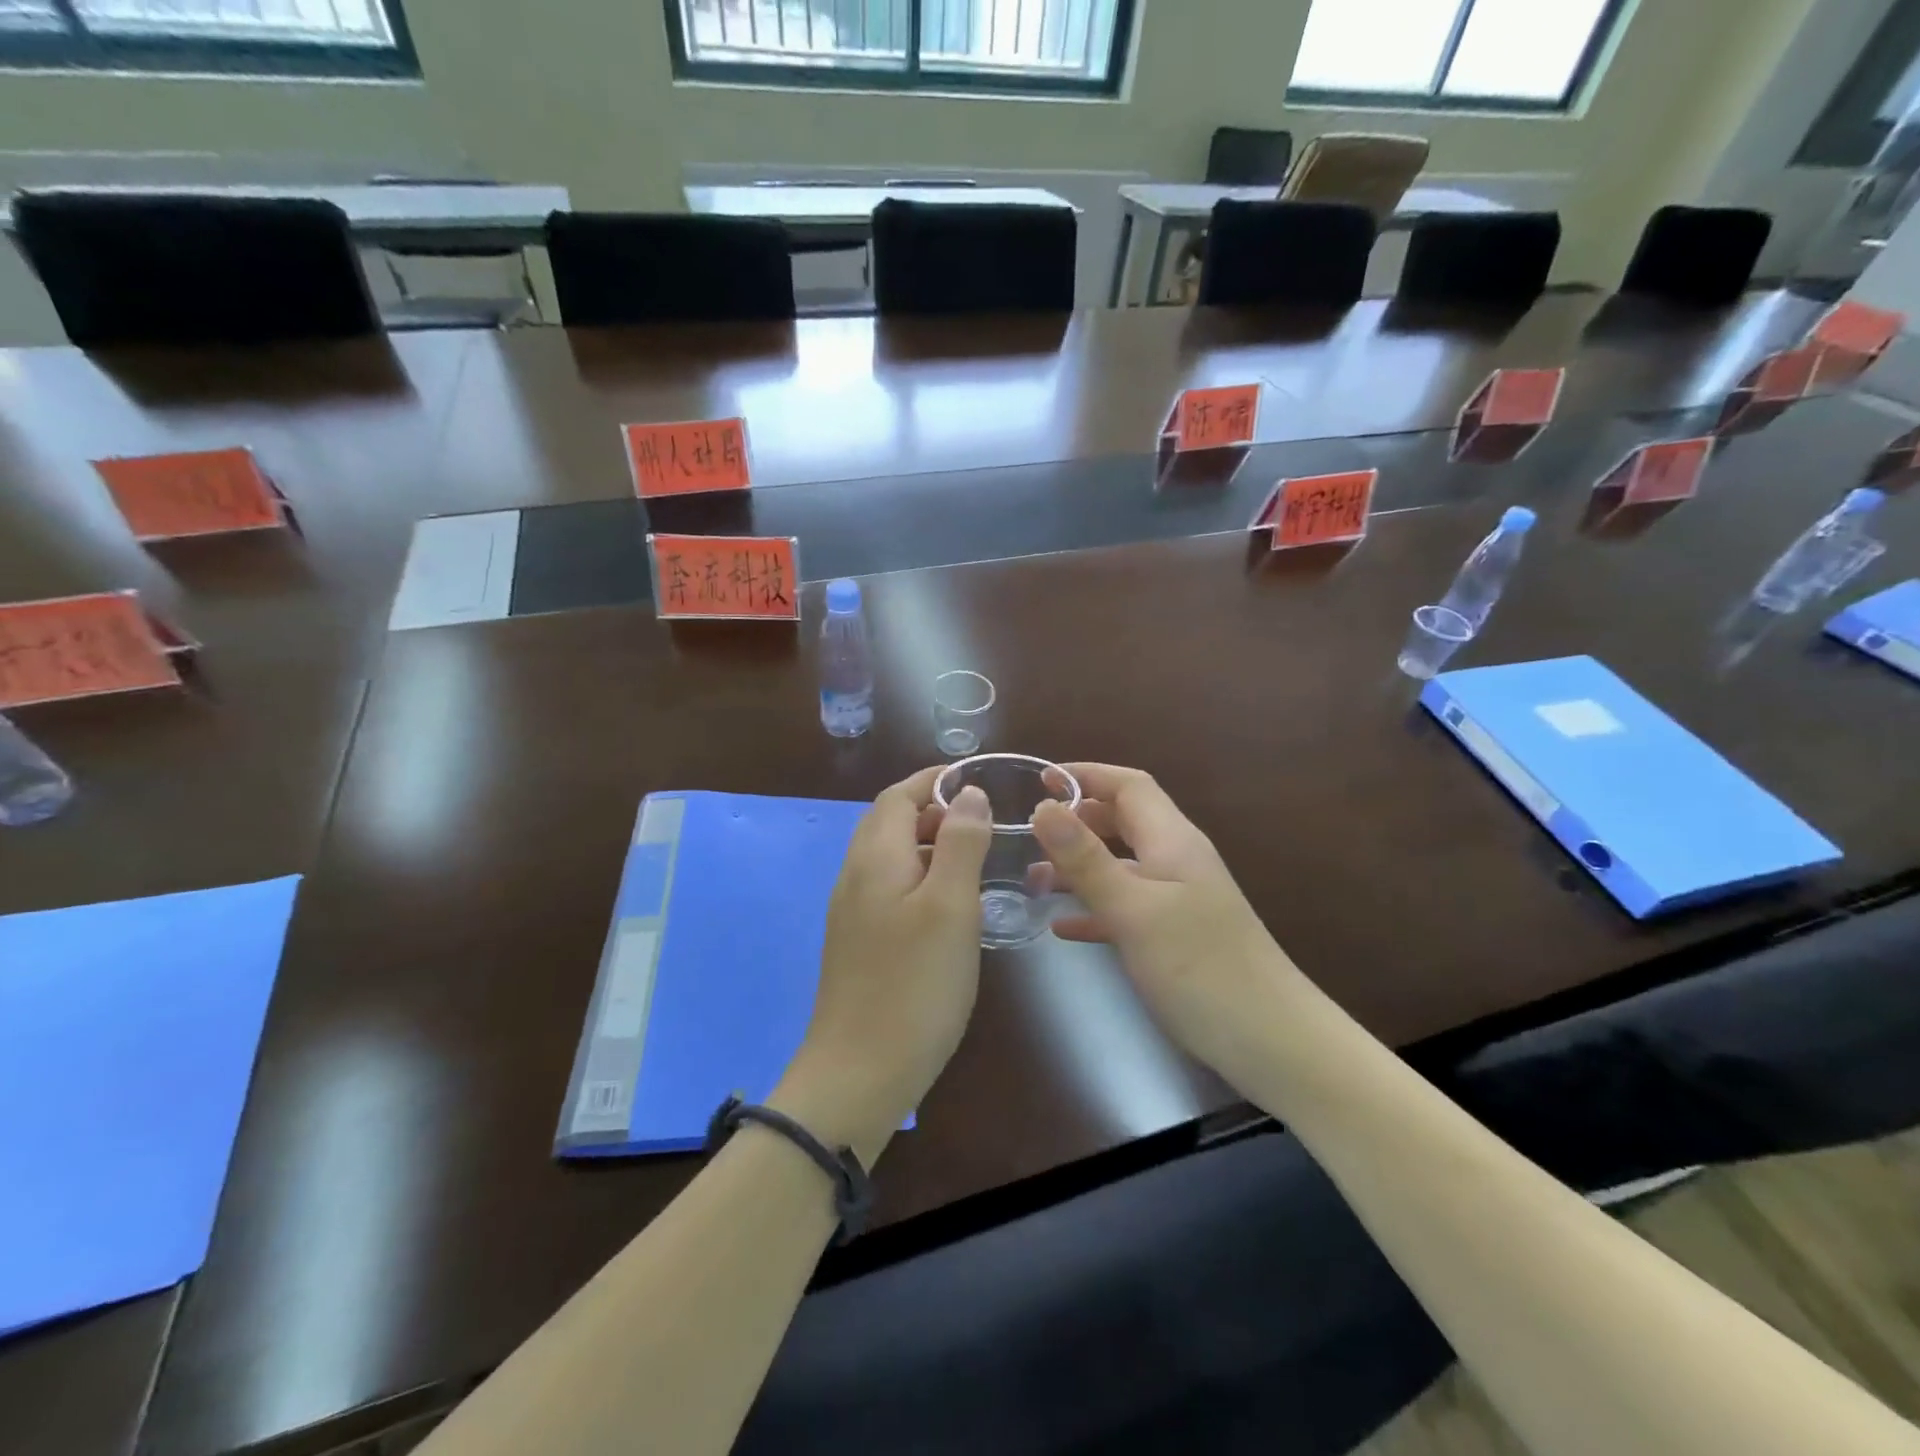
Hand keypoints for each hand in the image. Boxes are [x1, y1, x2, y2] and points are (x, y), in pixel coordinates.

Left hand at [772, 767, 991, 1161]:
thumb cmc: (914, 985)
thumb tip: (967, 793)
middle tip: (981, 820)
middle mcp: (855, 876)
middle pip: (889, 822)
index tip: (976, 779)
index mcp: (875, 858)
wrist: (859, 1073)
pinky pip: (888, 888)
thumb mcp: (951, 906)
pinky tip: (948, 905)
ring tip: (973, 858)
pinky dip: (919, 877)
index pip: (898, 796)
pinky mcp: (857, 942)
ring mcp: (851, 912)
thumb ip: (960, 843)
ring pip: (889, 857)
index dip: (933, 781)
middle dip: (931, 809)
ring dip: (927, 844)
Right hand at [1033, 764, 1297, 1082]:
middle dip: (1078, 820)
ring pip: (1121, 865)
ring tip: (1034, 882)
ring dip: (1080, 866)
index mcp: (1172, 841)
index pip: (1129, 786)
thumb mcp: (1133, 910)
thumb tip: (1043, 807)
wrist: (1272, 1043)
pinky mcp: (1175, 936)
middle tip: (1031, 835)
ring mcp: (1178, 900)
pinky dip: (1093, 908)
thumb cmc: (1201, 968)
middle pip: (1124, 821)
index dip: (1087, 776)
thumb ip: (1086, 859)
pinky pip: (1126, 907)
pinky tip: (1063, 926)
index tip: (1040, 781)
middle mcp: (1177, 861)